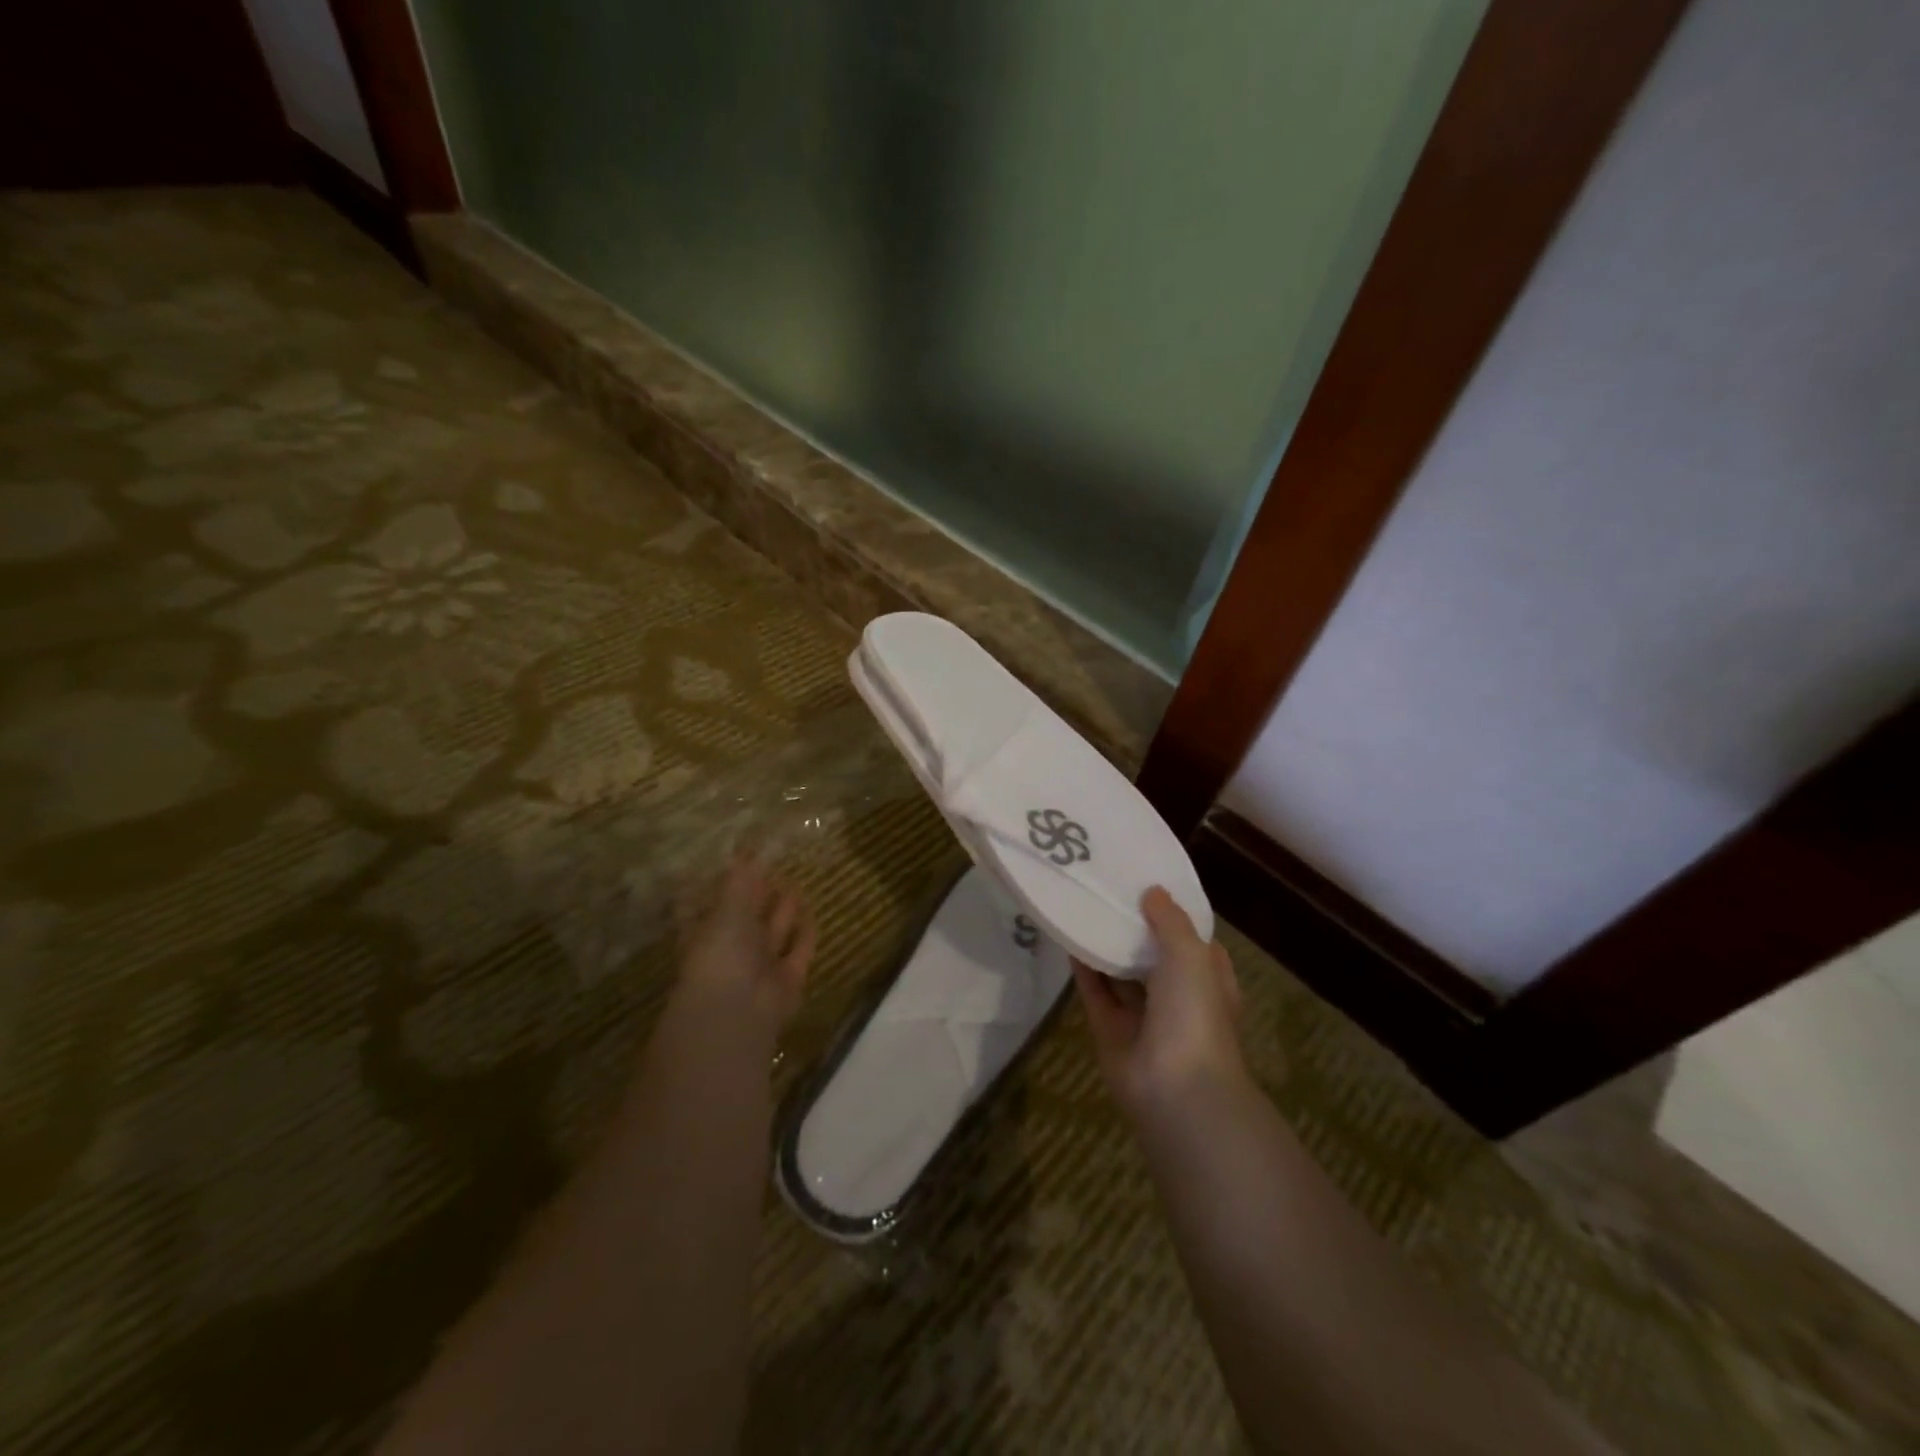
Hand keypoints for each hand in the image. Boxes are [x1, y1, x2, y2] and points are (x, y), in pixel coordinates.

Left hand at [677, 857, 814, 1028]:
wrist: (738, 1011)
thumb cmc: (721, 953)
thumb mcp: (727, 907)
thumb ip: (739, 880)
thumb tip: (743, 850)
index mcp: (706, 934)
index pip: (713, 906)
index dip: (723, 887)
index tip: (738, 863)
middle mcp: (732, 952)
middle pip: (747, 920)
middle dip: (758, 897)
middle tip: (772, 869)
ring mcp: (759, 968)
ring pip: (773, 935)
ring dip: (783, 912)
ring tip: (794, 884)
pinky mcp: (788, 981)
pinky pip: (798, 953)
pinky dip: (805, 936)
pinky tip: (813, 916)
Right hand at [1074, 886, 1244, 1119]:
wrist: (1175, 1090)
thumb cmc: (1195, 1014)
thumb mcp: (1192, 955)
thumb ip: (1171, 921)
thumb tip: (1153, 892)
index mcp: (1209, 981)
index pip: (1194, 942)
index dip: (1174, 916)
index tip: (1149, 885)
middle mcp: (1178, 998)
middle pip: (1153, 957)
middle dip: (1135, 929)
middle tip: (1109, 890)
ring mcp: (1143, 1016)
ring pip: (1121, 974)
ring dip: (1106, 947)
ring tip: (1084, 907)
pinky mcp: (1110, 1030)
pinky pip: (1095, 992)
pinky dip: (1083, 968)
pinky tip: (1068, 938)